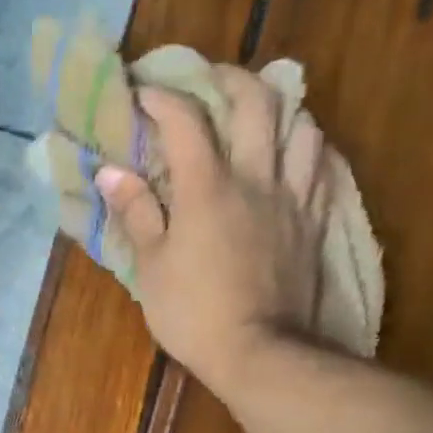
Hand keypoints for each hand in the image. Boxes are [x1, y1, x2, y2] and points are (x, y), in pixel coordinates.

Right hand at [97, 66, 326, 395]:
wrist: (259, 354)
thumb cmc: (194, 314)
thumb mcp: (151, 267)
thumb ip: (136, 213)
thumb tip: (111, 171)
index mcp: (207, 187)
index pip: (184, 120)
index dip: (160, 96)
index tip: (140, 91)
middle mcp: (256, 178)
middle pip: (255, 101)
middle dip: (227, 78)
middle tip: (207, 80)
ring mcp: (292, 198)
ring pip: (300, 125)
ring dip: (278, 108)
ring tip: (259, 115)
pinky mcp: (314, 222)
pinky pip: (322, 166)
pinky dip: (308, 145)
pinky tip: (296, 151)